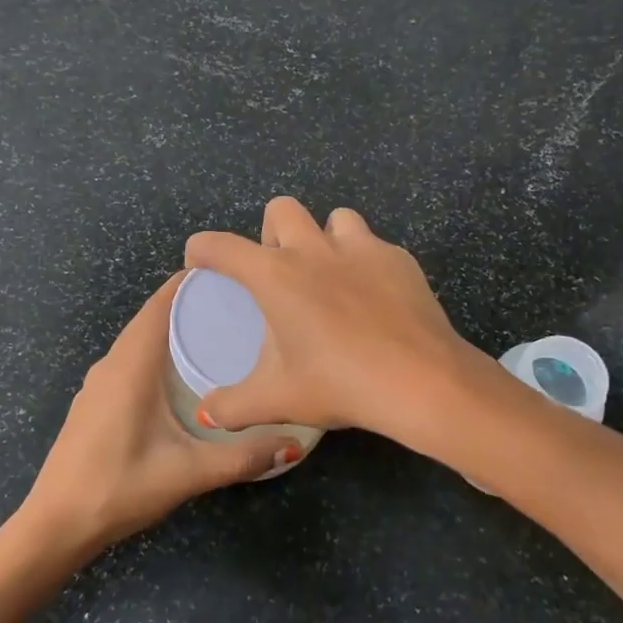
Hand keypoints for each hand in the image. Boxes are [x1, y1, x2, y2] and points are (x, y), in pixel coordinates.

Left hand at [20, 273, 292, 555]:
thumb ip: (242, 458)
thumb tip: (292, 442)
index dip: (194, 282)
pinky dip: (159, 354)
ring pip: (141, 341)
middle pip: (154, 317)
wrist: (55, 525)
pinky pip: (132, 361)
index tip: (234, 277)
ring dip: (175, 332)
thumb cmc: (119, 487)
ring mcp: (98, 383)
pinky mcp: (95, 402)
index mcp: (131, 364)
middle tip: (242, 308)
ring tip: (221, 336)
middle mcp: (112, 363)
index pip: (162, 303)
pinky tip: (184, 377)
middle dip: (193, 306)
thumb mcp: (188, 472)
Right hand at [183, 196, 479, 442]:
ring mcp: (362, 248)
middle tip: (279, 272)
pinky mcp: (399, 259)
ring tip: (329, 276)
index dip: (201, 250)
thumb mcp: (277, 400)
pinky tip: (373, 298)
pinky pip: (374, 245)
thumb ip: (233, 406)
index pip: (221, 246)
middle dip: (271, 232)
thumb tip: (206, 413)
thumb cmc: (339, 384)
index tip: (200, 264)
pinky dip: (365, 262)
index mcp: (276, 275)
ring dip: (323, 238)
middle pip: (281, 209)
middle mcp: (314, 249)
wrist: (421, 381)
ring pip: (334, 218)